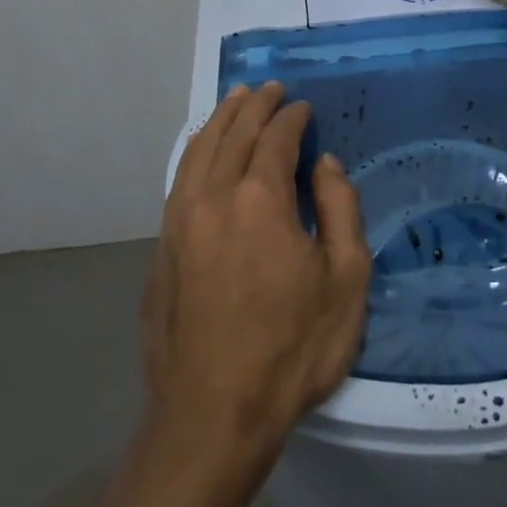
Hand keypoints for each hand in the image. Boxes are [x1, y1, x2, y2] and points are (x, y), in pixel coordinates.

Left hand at [142, 83, 369, 457]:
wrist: (212, 417)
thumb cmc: (292, 348)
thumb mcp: (345, 280)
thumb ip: (340, 209)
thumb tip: (324, 164)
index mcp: (260, 199)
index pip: (276, 138)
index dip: (292, 117)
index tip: (304, 108)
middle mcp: (212, 198)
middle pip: (233, 133)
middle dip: (254, 106)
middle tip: (270, 89)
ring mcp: (178, 222)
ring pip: (198, 151)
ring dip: (220, 120)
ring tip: (235, 100)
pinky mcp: (161, 249)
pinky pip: (179, 179)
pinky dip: (195, 152)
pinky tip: (203, 151)